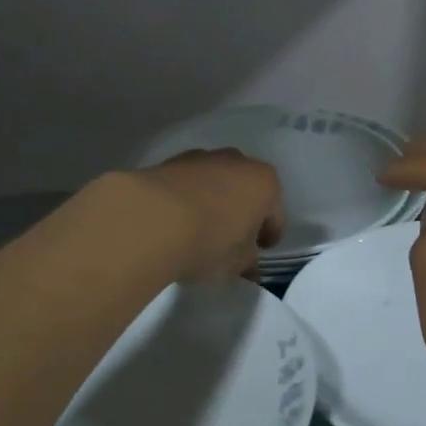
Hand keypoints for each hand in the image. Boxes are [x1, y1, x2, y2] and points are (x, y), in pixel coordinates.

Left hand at [129, 149, 285, 281]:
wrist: (150, 220)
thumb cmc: (209, 242)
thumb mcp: (236, 264)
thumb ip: (247, 263)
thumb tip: (249, 267)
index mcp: (264, 183)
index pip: (275, 214)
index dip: (269, 235)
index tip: (259, 252)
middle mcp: (236, 162)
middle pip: (245, 190)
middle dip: (241, 212)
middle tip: (231, 240)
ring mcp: (201, 158)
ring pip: (215, 182)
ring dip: (212, 202)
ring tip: (199, 229)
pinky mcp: (168, 162)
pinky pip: (186, 184)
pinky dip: (186, 199)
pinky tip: (176, 220)